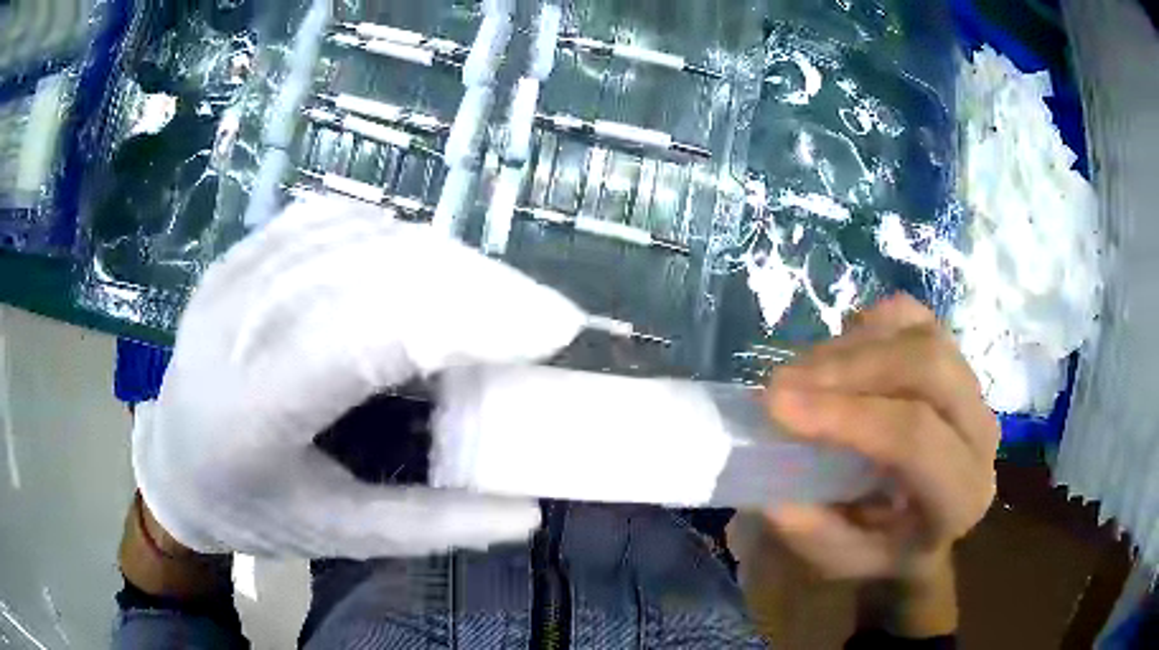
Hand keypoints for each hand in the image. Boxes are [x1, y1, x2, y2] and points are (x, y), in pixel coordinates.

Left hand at [133, 195, 586, 558]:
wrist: (171, 463)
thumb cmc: (249, 510)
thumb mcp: (338, 535)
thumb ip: (432, 525)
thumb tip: (527, 513)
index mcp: (251, 411)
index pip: (368, 337)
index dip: (469, 320)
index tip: (553, 328)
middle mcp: (236, 322)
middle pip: (373, 270)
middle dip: (476, 283)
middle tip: (541, 314)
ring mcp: (235, 274)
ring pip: (359, 235)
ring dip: (444, 259)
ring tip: (494, 296)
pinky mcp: (241, 253)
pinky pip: (332, 220)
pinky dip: (394, 237)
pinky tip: (423, 265)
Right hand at [764, 295, 997, 582]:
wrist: (928, 519)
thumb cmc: (887, 544)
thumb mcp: (846, 562)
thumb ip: (816, 535)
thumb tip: (775, 494)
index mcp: (962, 495)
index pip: (916, 440)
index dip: (847, 414)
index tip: (776, 405)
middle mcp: (981, 434)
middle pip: (927, 368)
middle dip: (848, 367)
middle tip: (783, 382)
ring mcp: (973, 387)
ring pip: (920, 336)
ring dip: (851, 347)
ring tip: (800, 372)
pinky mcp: (955, 356)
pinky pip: (915, 318)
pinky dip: (870, 325)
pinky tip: (839, 351)